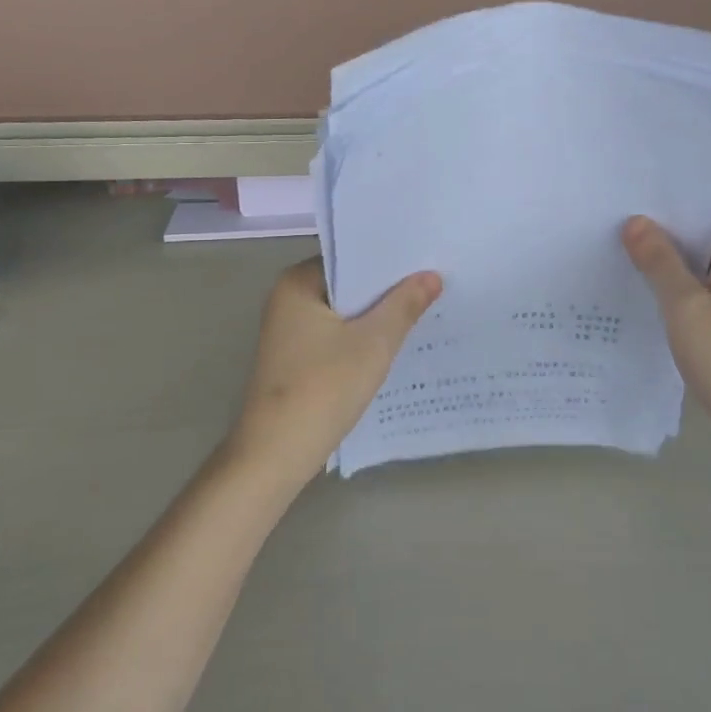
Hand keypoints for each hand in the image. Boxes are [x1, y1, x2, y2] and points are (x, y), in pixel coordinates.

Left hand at [227, 259, 441, 487]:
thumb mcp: (373, 343)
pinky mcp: (295, 359)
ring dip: (376, 315)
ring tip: (423, 310)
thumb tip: (431, 275)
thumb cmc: (323, 388)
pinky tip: (393, 345)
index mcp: (297, 283)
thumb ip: (404, 305)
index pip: (350, 256)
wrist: (276, 454)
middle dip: (386, 288)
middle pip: (347, 284)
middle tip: (434, 282)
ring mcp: (289, 332)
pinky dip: (361, 338)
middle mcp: (287, 300)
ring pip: (344, 312)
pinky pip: (336, 336)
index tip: (426, 259)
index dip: (388, 258)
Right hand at [622, 182, 710, 466]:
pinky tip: (636, 275)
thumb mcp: (686, 307)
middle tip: (616, 192)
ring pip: (703, 250)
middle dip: (667, 204)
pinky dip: (674, 273)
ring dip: (668, 242)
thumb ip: (659, 261)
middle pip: (710, 215)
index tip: (643, 161)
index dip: (688, 169)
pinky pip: (702, 279)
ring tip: (616, 226)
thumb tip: (635, 222)